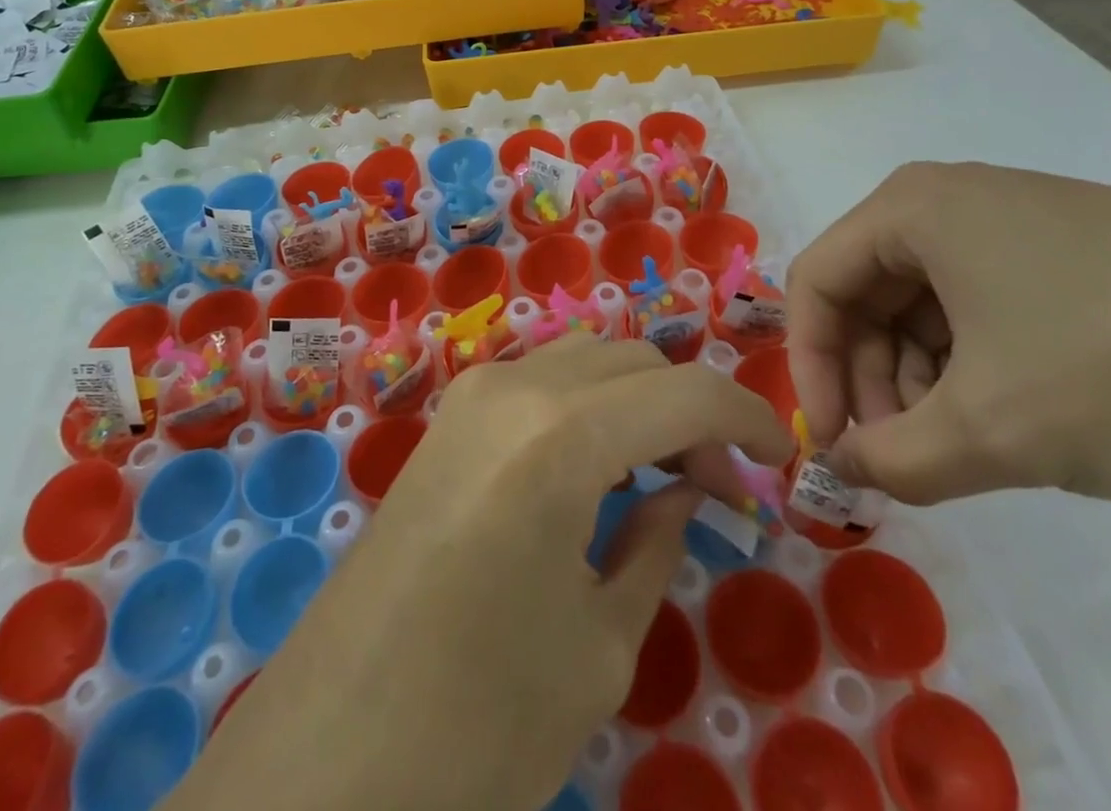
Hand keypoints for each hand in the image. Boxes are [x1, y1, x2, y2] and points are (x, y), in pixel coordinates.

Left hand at [192, 335, 792, 810]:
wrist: (328, 752)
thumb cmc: (476, 720)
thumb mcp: (598, 644)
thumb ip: (655, 544)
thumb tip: (685, 491)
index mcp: (559, 435)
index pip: (685, 392)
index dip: (747, 417)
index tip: (782, 459)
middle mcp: (514, 386)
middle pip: (635, 360)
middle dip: (690, 409)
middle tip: (716, 486)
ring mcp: (471, 393)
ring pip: (587, 358)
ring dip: (638, 397)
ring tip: (660, 472)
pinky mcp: (446, 417)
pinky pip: (540, 379)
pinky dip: (588, 402)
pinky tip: (596, 465)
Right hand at [786, 162, 1110, 508]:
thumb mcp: (990, 429)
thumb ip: (892, 458)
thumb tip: (846, 468)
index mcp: (911, 207)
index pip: (817, 282)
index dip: (810, 366)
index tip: (835, 441)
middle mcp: (950, 198)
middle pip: (869, 290)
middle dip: (874, 378)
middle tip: (901, 452)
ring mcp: (1013, 218)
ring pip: (925, 300)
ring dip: (923, 377)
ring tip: (960, 444)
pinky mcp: (1067, 246)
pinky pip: (981, 301)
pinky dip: (973, 361)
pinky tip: (1009, 413)